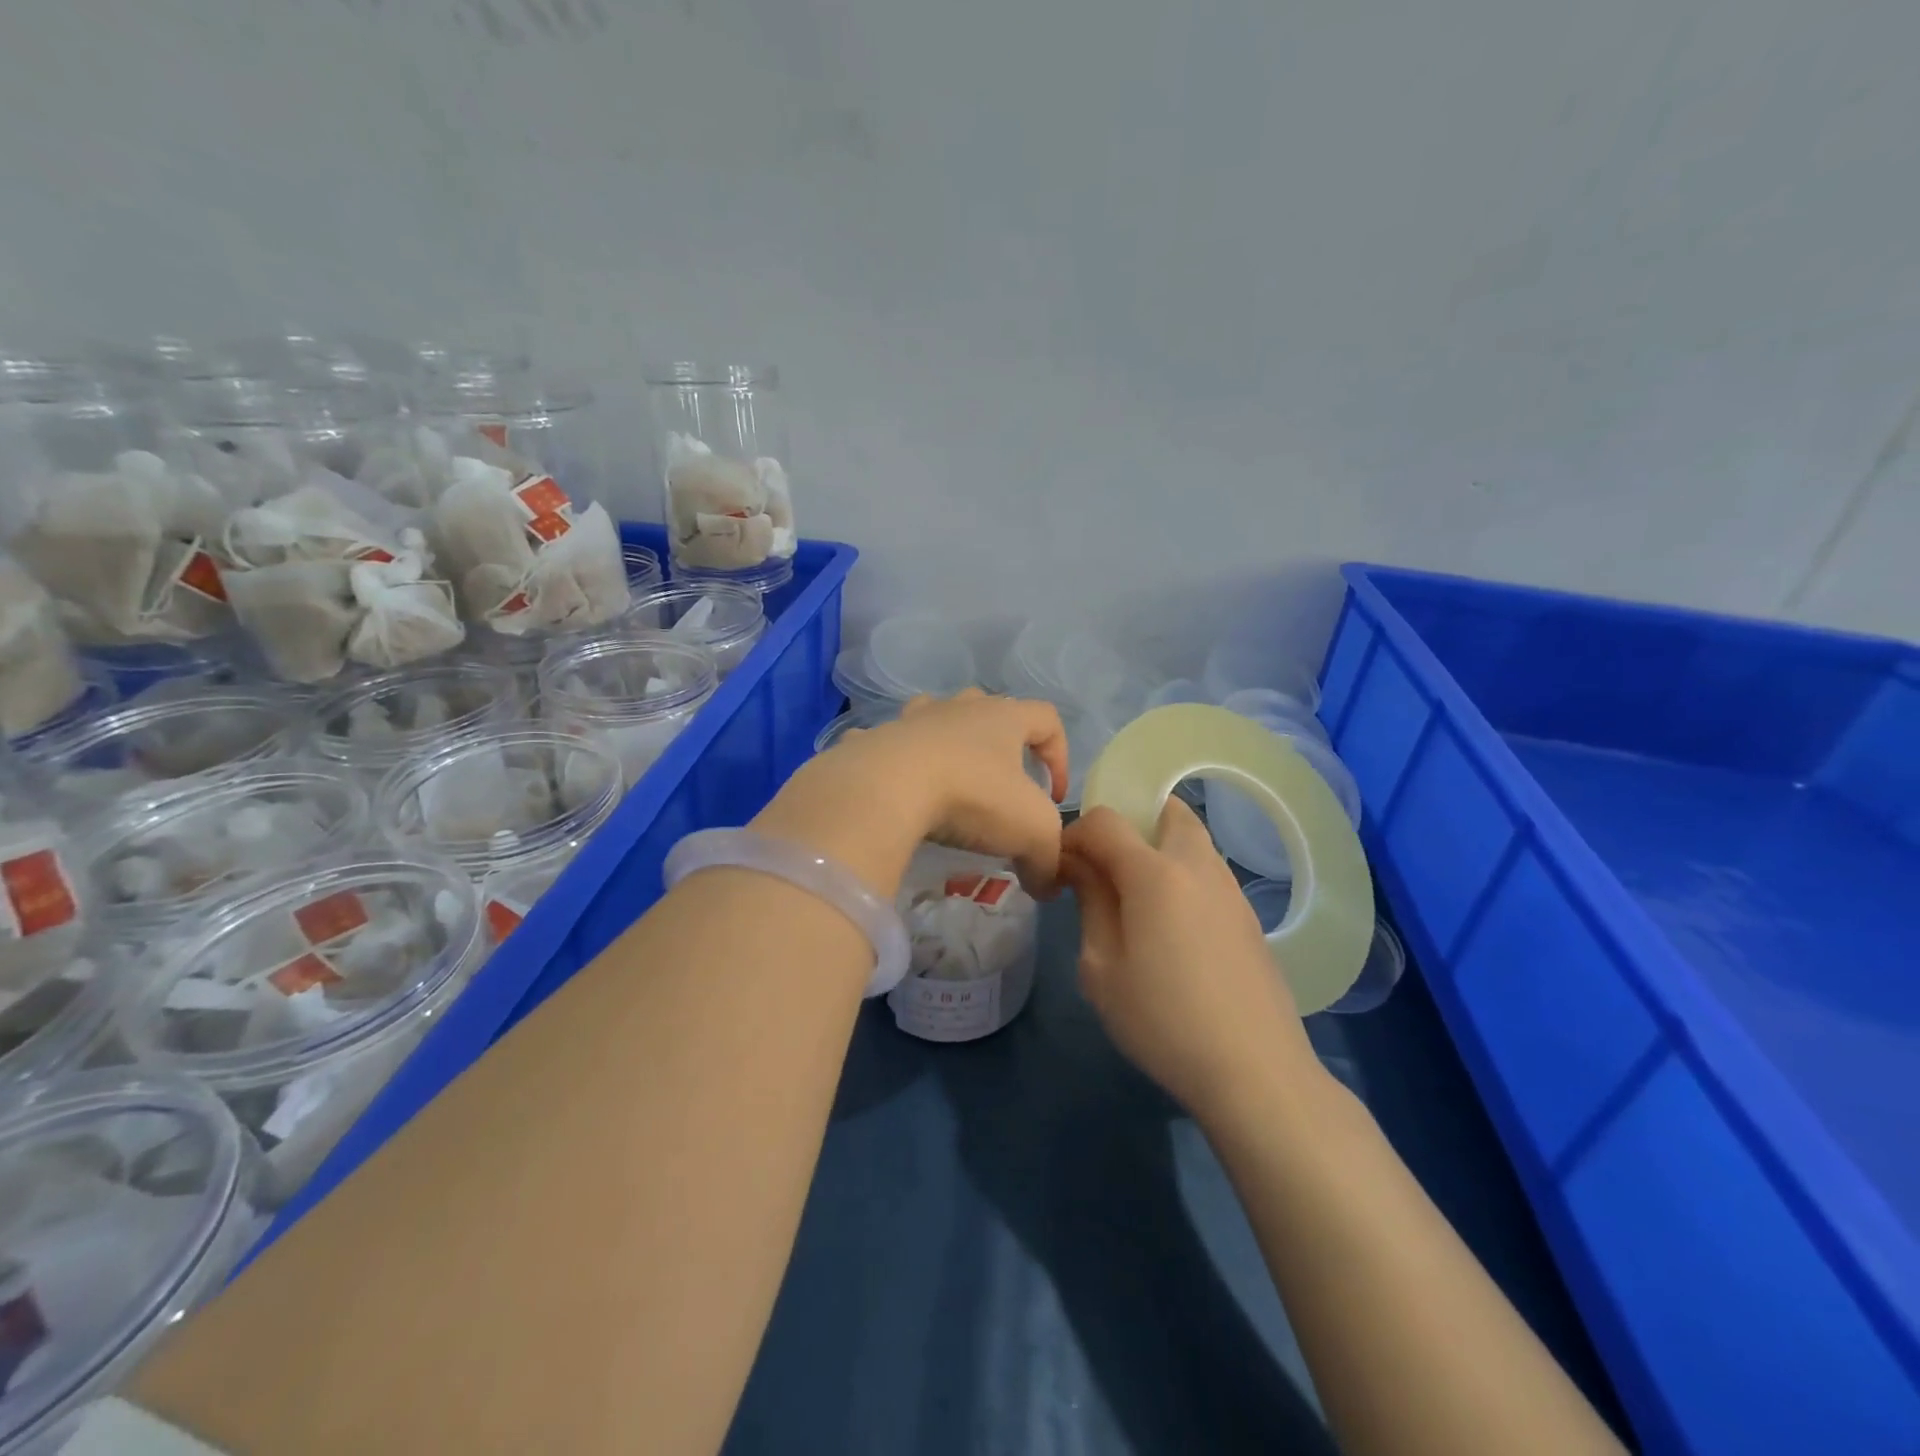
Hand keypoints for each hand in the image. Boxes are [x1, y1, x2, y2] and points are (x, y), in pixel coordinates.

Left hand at [776, 690, 1068, 896]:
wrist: (886, 788)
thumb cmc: (972, 797)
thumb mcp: (1032, 833)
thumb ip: (1049, 860)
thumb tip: (1047, 886)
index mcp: (1003, 717)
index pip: (1047, 718)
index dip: (1060, 754)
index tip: (1055, 797)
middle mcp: (958, 708)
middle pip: (988, 708)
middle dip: (1001, 742)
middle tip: (1001, 784)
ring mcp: (911, 720)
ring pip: (935, 716)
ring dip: (946, 742)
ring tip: (948, 781)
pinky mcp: (873, 740)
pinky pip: (885, 744)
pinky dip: (892, 763)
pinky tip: (892, 793)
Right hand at [1061, 799, 1317, 1120]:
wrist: (1255, 1071)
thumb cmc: (1163, 1021)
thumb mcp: (1101, 968)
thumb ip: (1090, 903)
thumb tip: (1080, 865)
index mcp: (1155, 872)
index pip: (1106, 820)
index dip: (1075, 834)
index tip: (1063, 870)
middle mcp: (1198, 865)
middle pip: (1165, 809)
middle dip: (1129, 822)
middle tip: (1107, 868)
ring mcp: (1231, 889)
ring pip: (1192, 838)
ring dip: (1158, 847)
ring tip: (1136, 899)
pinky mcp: (1249, 916)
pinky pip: (1208, 871)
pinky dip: (1182, 874)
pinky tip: (1172, 927)